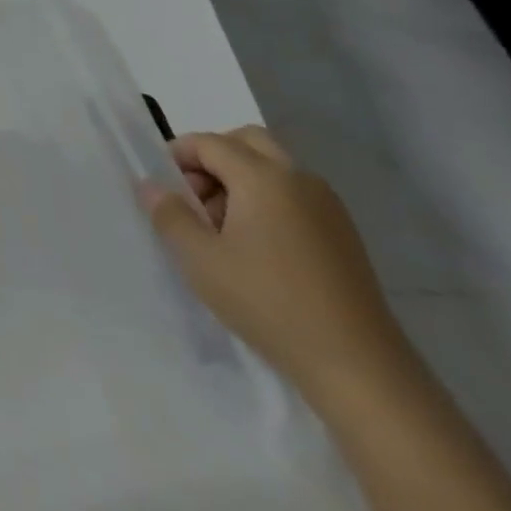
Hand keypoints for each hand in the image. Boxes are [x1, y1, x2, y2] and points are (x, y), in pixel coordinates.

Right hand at [143, 127, 412, 404]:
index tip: (162, 187)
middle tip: (194, 196)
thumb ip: (169, 214)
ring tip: (222, 228)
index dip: (178, 155)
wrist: (359, 368)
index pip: (209, 143)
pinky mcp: (343, 234)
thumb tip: (150, 185)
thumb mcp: (201, 260)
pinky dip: (267, 200)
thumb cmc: (269, 303)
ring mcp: (327, 205)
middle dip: (213, 158)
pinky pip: (294, 194)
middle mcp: (298, 178)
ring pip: (273, 167)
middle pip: (247, 142)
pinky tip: (257, 247)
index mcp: (263, 177)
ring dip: (240, 179)